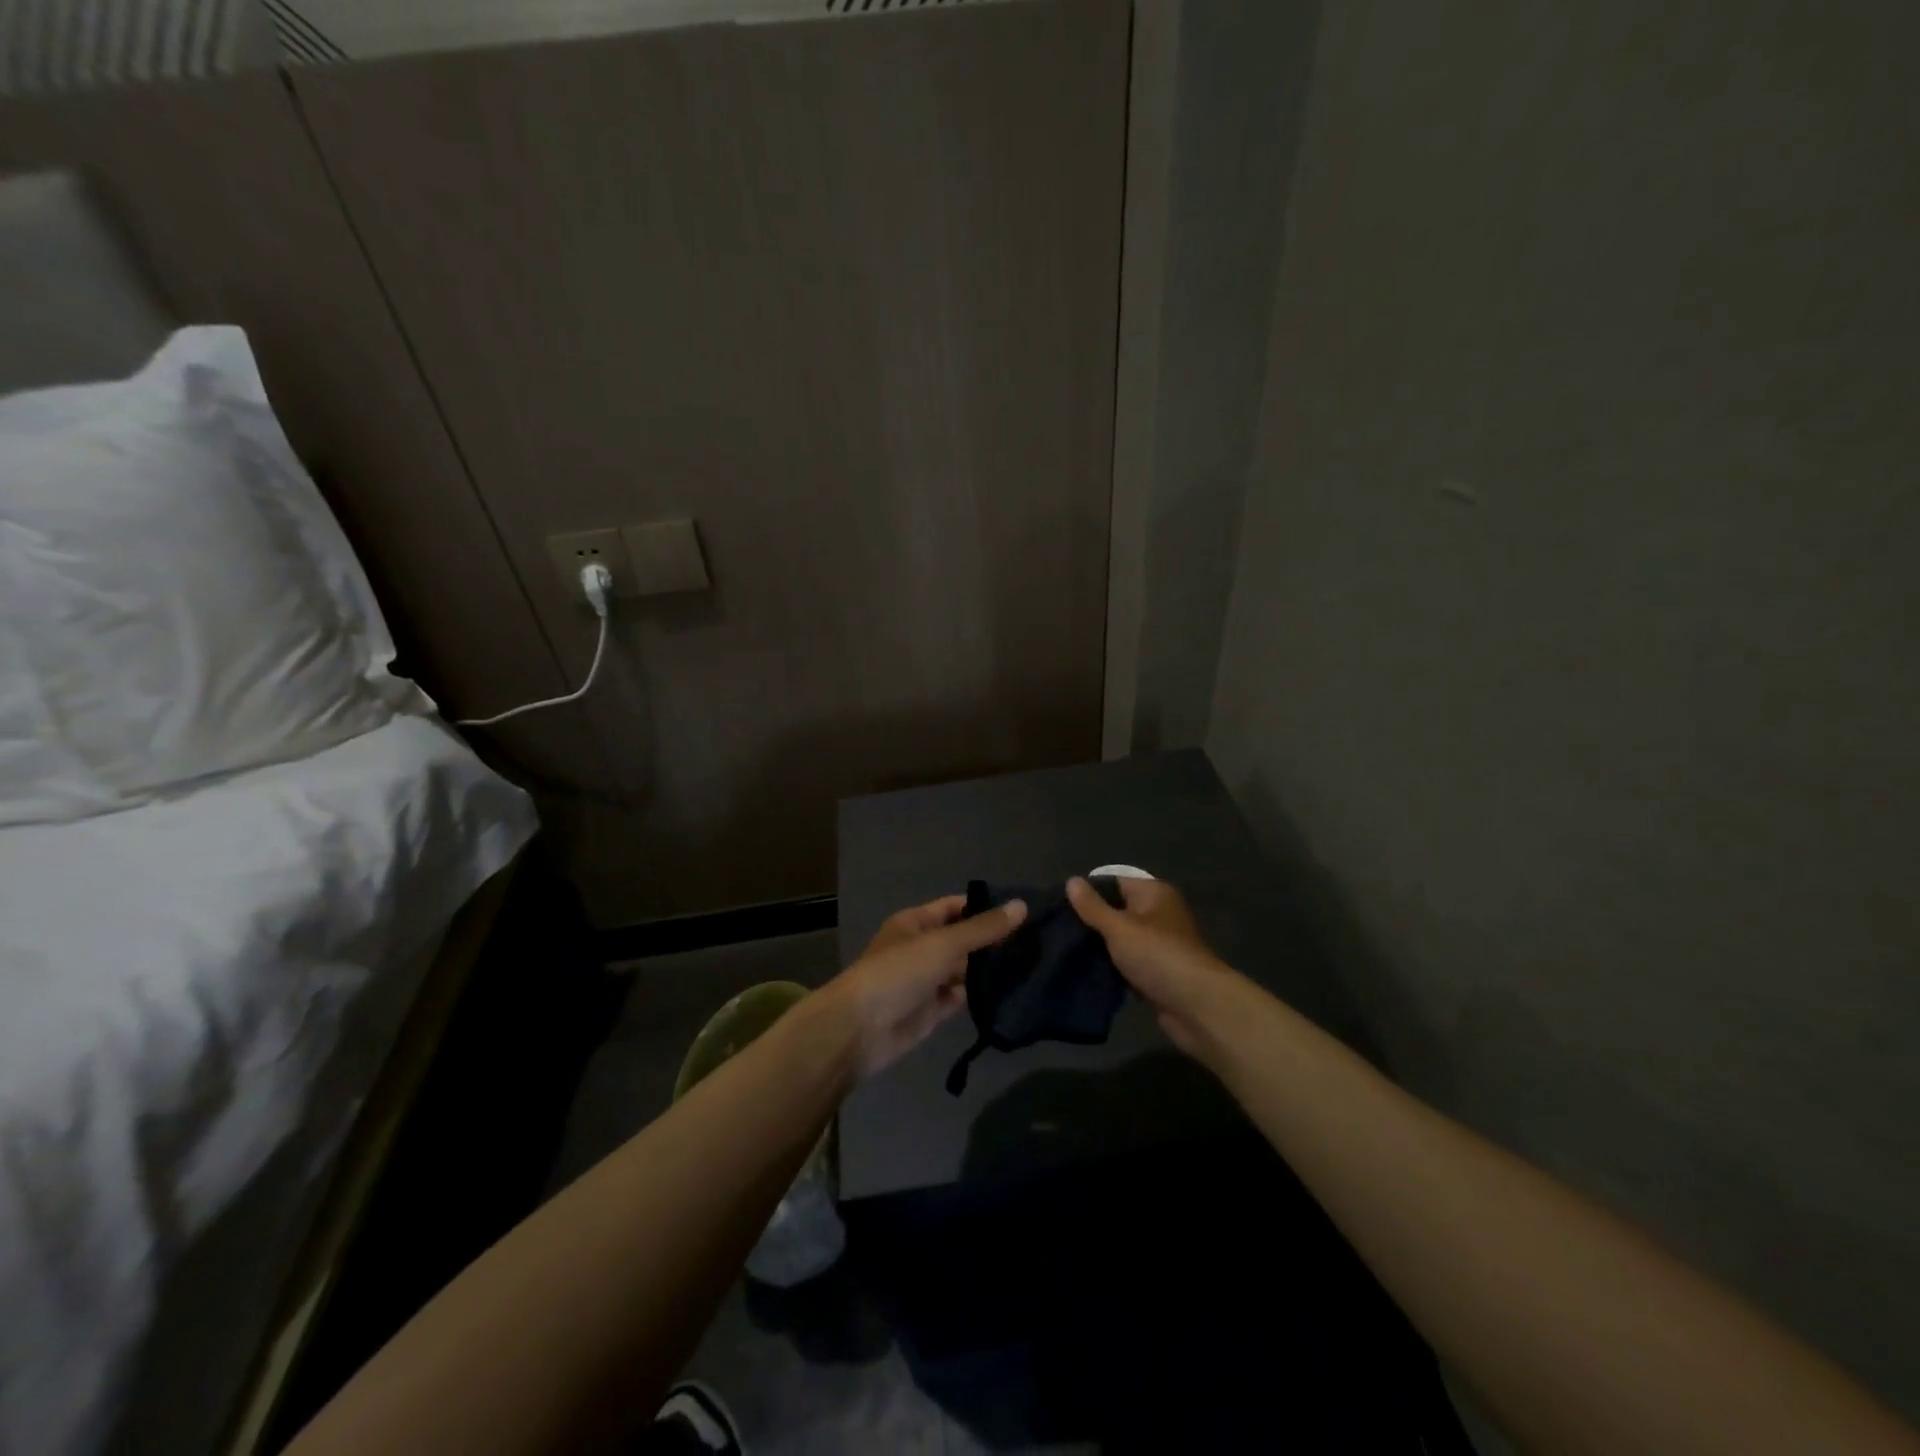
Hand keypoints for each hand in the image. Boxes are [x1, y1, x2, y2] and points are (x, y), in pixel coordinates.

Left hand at [820, 894, 1026, 1078]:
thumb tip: (1022, 905)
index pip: (956, 907)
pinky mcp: (932, 1011)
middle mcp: (921, 948)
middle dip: (993, 940)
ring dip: (990, 969)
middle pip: (962, 940)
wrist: (860, 1030)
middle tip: (1039, 940)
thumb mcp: (943, 943)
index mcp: (915, 923)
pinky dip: (981, 996)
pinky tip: (1012, 992)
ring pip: (964, 970)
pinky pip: (961, 997)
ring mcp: (926, 981)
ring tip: (1034, 964)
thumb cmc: (898, 972)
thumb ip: (983, 928)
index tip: (1024, 911)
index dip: (986, 907)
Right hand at [1066, 876, 1234, 1055]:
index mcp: (1153, 894)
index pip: (1113, 883)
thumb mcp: (1119, 927)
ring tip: (1063, 950)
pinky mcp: (1155, 972)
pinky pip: (1126, 963)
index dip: (1086, 893)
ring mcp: (1157, 945)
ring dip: (1098, 947)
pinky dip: (1110, 966)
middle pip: (1116, 911)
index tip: (1057, 906)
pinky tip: (1084, 971)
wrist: (1197, 1007)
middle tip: (1055, 930)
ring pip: (1119, 940)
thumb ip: (1093, 907)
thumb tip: (1071, 881)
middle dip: (1089, 922)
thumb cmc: (1158, 956)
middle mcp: (1157, 915)